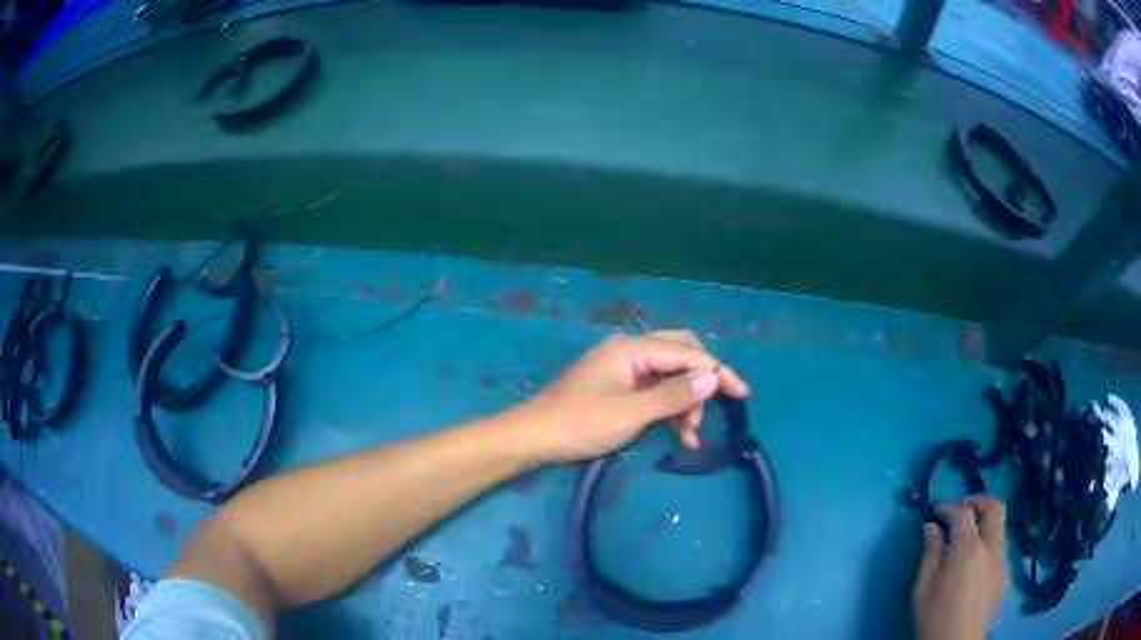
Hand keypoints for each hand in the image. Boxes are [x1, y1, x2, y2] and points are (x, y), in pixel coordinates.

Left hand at [515, 331, 749, 462]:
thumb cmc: (580, 424)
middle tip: (718, 409)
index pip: (687, 353)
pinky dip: (669, 408)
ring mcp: (623, 367)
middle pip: (681, 354)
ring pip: (669, 374)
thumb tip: (713, 377)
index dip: (717, 372)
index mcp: (632, 349)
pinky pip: (654, 389)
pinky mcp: (618, 385)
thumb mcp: (631, 414)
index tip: (742, 395)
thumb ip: (674, 395)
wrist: (533, 437)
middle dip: (702, 382)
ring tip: (690, 434)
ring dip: (686, 400)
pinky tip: (679, 433)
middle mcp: (630, 350)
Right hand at [913, 496, 1006, 639]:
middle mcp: (991, 547)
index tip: (934, 511)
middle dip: (977, 501)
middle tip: (959, 508)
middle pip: (994, 507)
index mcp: (969, 549)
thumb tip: (931, 526)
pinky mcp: (1004, 574)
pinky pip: (998, 547)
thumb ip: (930, 553)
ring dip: (983, 522)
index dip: (948, 506)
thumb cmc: (935, 618)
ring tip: (964, 537)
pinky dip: (987, 542)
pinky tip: (972, 563)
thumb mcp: (923, 588)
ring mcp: (1001, 560)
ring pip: (999, 526)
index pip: (963, 512)